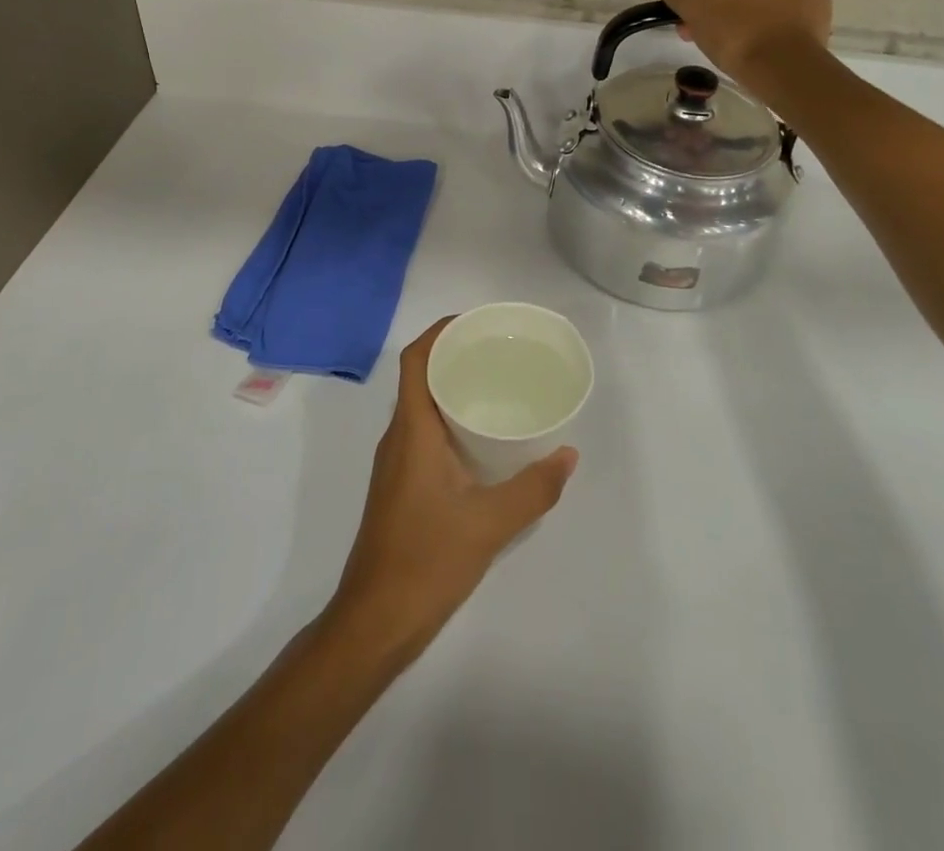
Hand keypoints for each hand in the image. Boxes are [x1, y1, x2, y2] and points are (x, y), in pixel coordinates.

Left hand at [324, 319, 577, 663]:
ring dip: (451, 389)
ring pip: (421, 408)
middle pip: (419, 378)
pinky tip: (482, 441)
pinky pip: (424, 434)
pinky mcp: (401, 487)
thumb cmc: (426, 561)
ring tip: (496, 386)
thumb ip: (533, 489)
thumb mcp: (490, 524)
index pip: (414, 361)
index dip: (438, 333)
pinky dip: (449, 421)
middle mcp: (398, 438)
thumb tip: (568, 455)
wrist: (376, 621)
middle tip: (497, 351)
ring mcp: (396, 464)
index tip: (473, 322)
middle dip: (452, 356)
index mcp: (411, 431)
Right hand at [654, 0, 832, 85]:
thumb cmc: (733, 31)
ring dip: (745, 12)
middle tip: (711, 39)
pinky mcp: (818, 3)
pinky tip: (765, 43)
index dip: (693, 0)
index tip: (692, 26)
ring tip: (740, 44)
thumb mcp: (688, 6)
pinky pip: (785, 9)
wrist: (786, 64)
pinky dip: (772, 21)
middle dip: (719, 6)